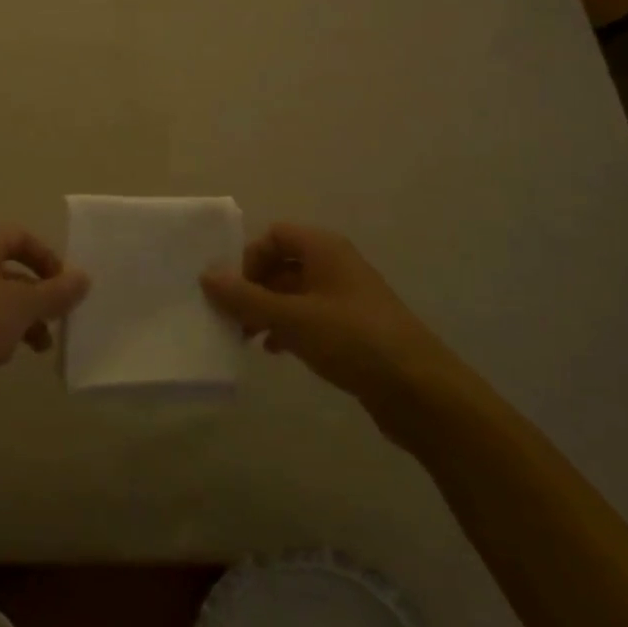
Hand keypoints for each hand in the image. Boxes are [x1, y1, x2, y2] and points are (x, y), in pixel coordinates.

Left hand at [0, 227, 90, 396]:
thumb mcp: (23, 306)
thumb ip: (55, 292)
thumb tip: (83, 278)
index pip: (18, 236)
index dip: (46, 257)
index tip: (65, 285)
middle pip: (8, 268)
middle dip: (38, 292)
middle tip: (59, 315)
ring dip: (24, 317)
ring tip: (43, 345)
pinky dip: (1, 331)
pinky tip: (11, 354)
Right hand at [201, 223, 458, 440]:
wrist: (420, 391)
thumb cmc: (352, 340)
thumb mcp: (291, 318)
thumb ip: (245, 297)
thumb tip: (206, 275)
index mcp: (324, 248)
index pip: (274, 235)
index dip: (250, 258)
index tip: (234, 291)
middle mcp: (335, 265)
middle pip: (282, 263)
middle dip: (254, 288)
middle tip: (232, 318)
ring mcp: (346, 297)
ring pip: (294, 293)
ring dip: (267, 311)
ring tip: (246, 338)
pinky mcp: (353, 329)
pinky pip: (309, 317)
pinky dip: (288, 328)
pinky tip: (275, 351)